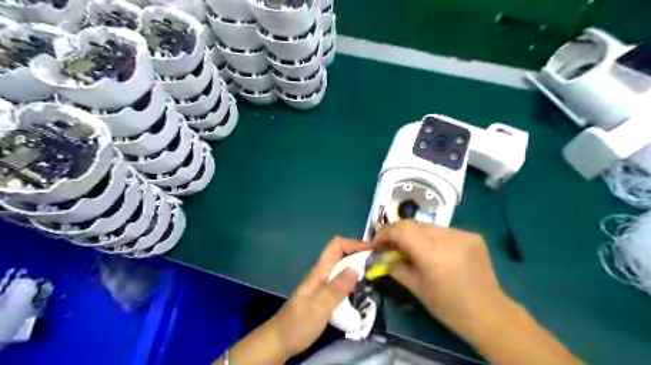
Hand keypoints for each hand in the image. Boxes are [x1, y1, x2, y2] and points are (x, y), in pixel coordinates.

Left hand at [267, 235, 373, 358]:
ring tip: (374, 276)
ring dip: (358, 268)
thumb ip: (336, 289)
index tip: (372, 250)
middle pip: (342, 255)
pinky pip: (342, 283)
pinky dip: (353, 282)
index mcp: (320, 271)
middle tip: (378, 264)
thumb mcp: (318, 307)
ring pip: (343, 269)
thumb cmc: (298, 323)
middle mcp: (322, 274)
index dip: (354, 243)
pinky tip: (362, 292)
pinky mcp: (325, 296)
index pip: (336, 246)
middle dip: (359, 255)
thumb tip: (356, 268)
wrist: (281, 340)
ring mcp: (323, 285)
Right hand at [374, 221, 504, 342]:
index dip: (385, 233)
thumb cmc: (449, 307)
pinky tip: (435, 252)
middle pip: (413, 225)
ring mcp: (462, 234)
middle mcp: (447, 238)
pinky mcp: (471, 236)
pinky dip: (432, 238)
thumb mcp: (416, 288)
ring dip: (415, 235)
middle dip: (398, 233)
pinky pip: (443, 231)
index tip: (378, 243)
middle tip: (392, 247)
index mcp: (432, 253)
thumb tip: (382, 256)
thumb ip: (395, 267)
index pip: (401, 229)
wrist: (490, 314)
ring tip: (413, 250)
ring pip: (428, 227)